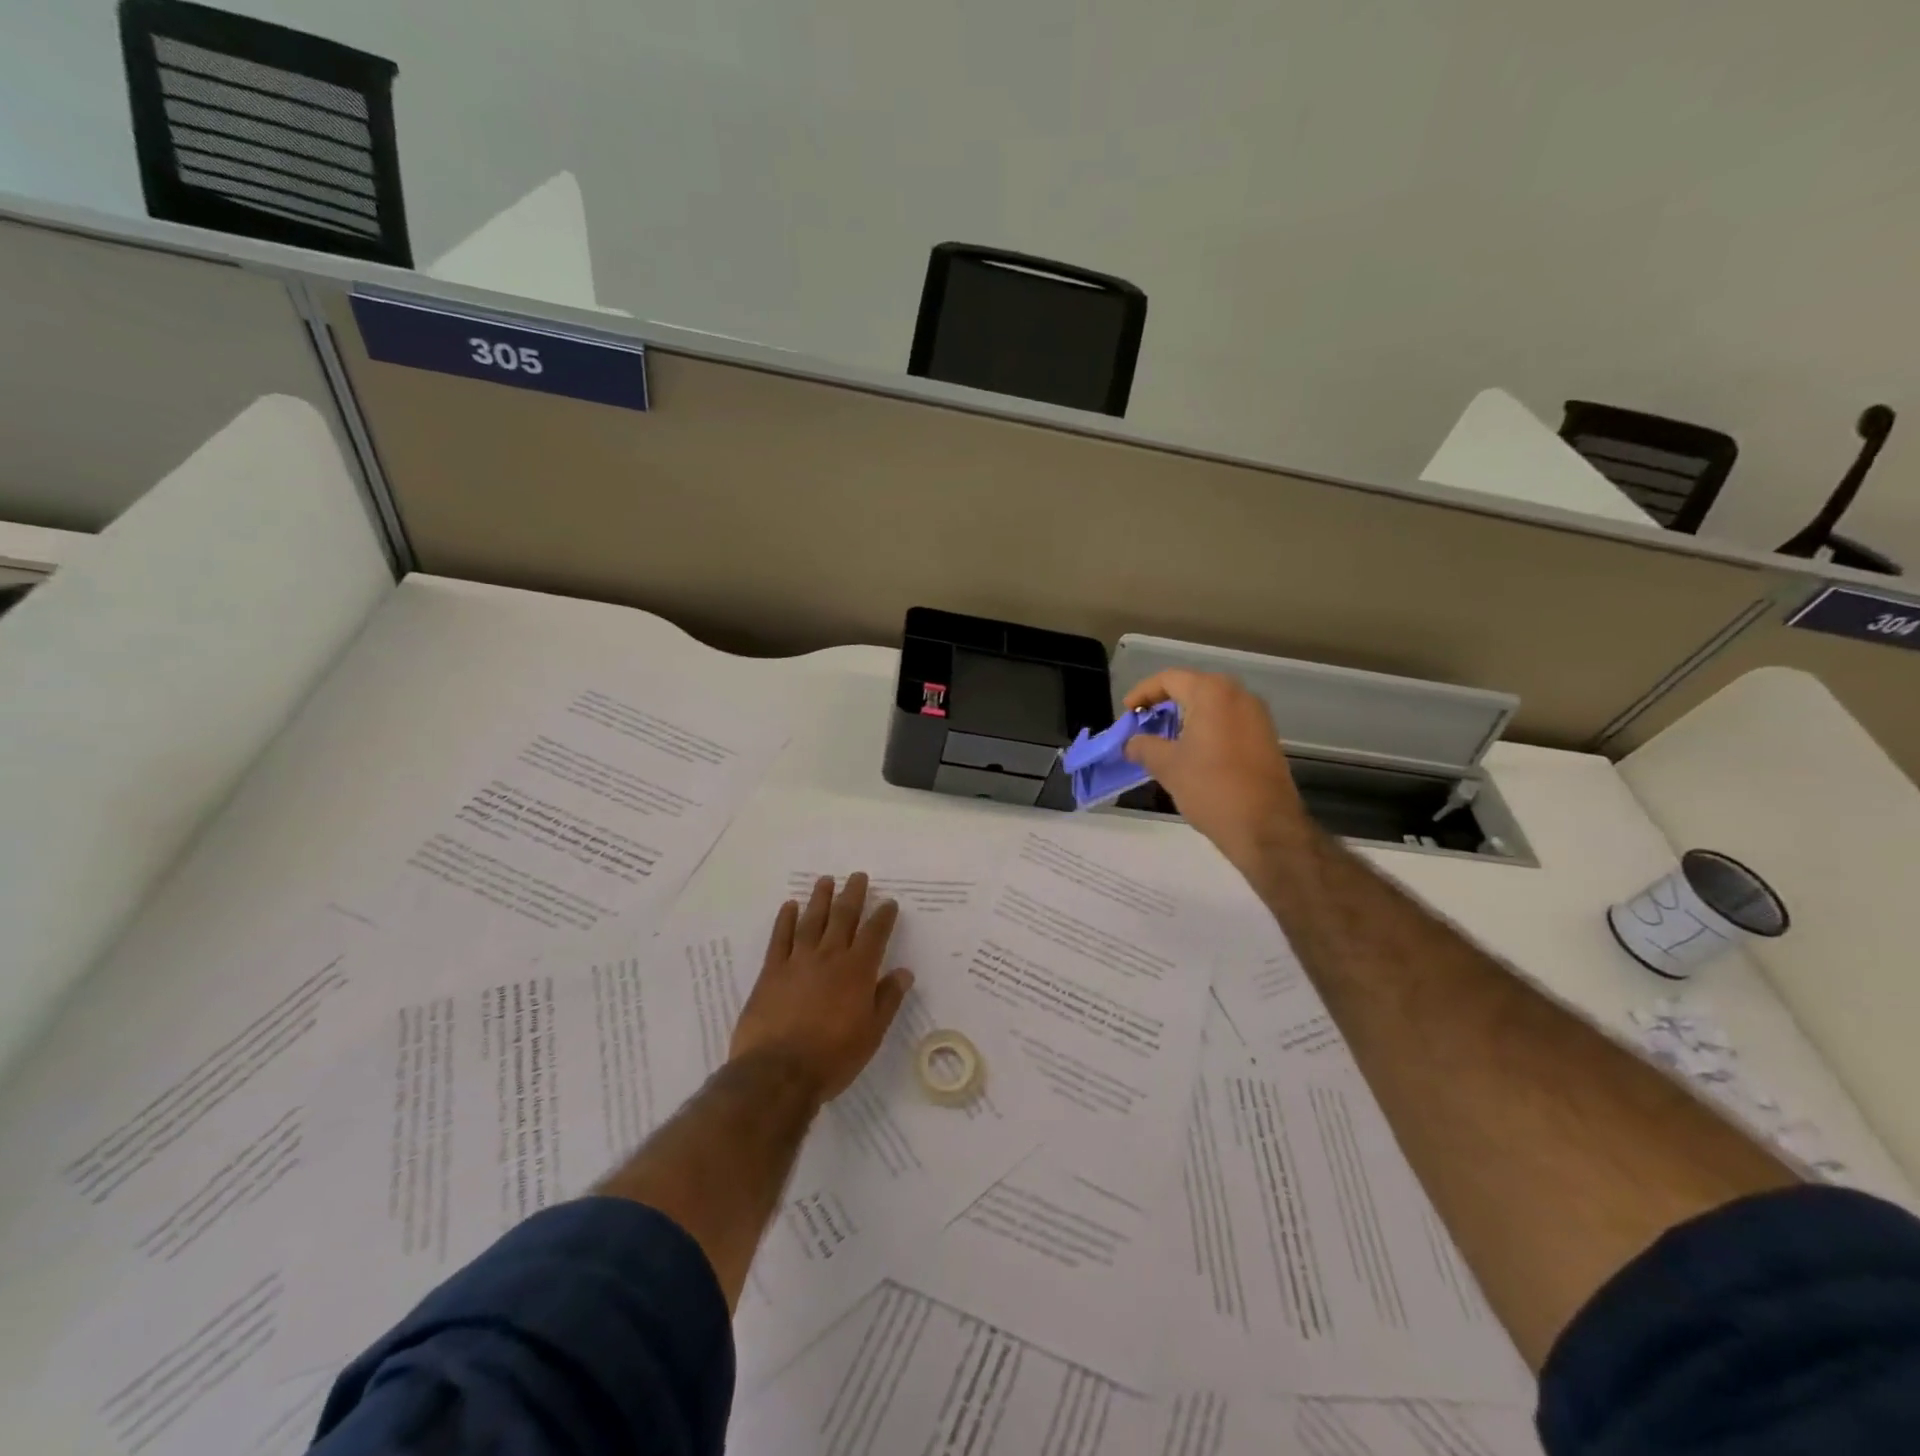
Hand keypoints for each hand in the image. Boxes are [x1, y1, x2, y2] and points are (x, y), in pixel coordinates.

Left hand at [730, 873, 913, 1102]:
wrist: (778, 1072)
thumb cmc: (832, 1057)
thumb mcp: (871, 1034)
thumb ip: (887, 1000)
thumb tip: (904, 972)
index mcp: (857, 971)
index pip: (874, 934)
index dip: (883, 916)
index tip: (888, 902)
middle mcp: (829, 957)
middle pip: (843, 917)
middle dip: (853, 895)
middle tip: (858, 876)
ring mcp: (797, 961)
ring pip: (812, 920)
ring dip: (820, 898)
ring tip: (826, 880)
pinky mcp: (771, 971)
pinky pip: (780, 938)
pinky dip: (786, 920)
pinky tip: (789, 906)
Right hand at [1124, 669, 1310, 867]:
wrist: (1266, 827)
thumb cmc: (1211, 788)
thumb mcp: (1167, 766)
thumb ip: (1144, 747)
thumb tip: (1131, 743)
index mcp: (1213, 693)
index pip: (1169, 678)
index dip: (1143, 692)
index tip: (1127, 713)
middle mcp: (1239, 695)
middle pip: (1193, 687)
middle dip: (1165, 703)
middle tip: (1144, 723)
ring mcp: (1258, 716)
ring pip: (1213, 705)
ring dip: (1186, 717)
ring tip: (1165, 739)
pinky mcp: (1266, 738)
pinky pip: (1229, 721)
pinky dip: (1207, 728)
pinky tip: (1192, 752)